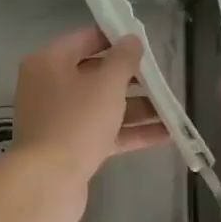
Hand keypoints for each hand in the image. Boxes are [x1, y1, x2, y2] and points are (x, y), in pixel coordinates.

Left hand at [11, 27, 168, 221]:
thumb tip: (132, 40)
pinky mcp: (70, 147)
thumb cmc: (76, 122)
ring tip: (172, 108)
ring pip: (103, 106)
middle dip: (132, 78)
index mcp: (49, 62)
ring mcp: (59, 119)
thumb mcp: (106, 84)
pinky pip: (104, 132)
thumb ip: (123, 59)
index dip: (116, 38)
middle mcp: (50, 86)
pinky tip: (166, 134)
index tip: (145, 42)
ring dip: (137, 107)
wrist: (48, 183)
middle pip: (96, 73)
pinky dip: (130, 132)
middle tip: (163, 78)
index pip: (86, 39)